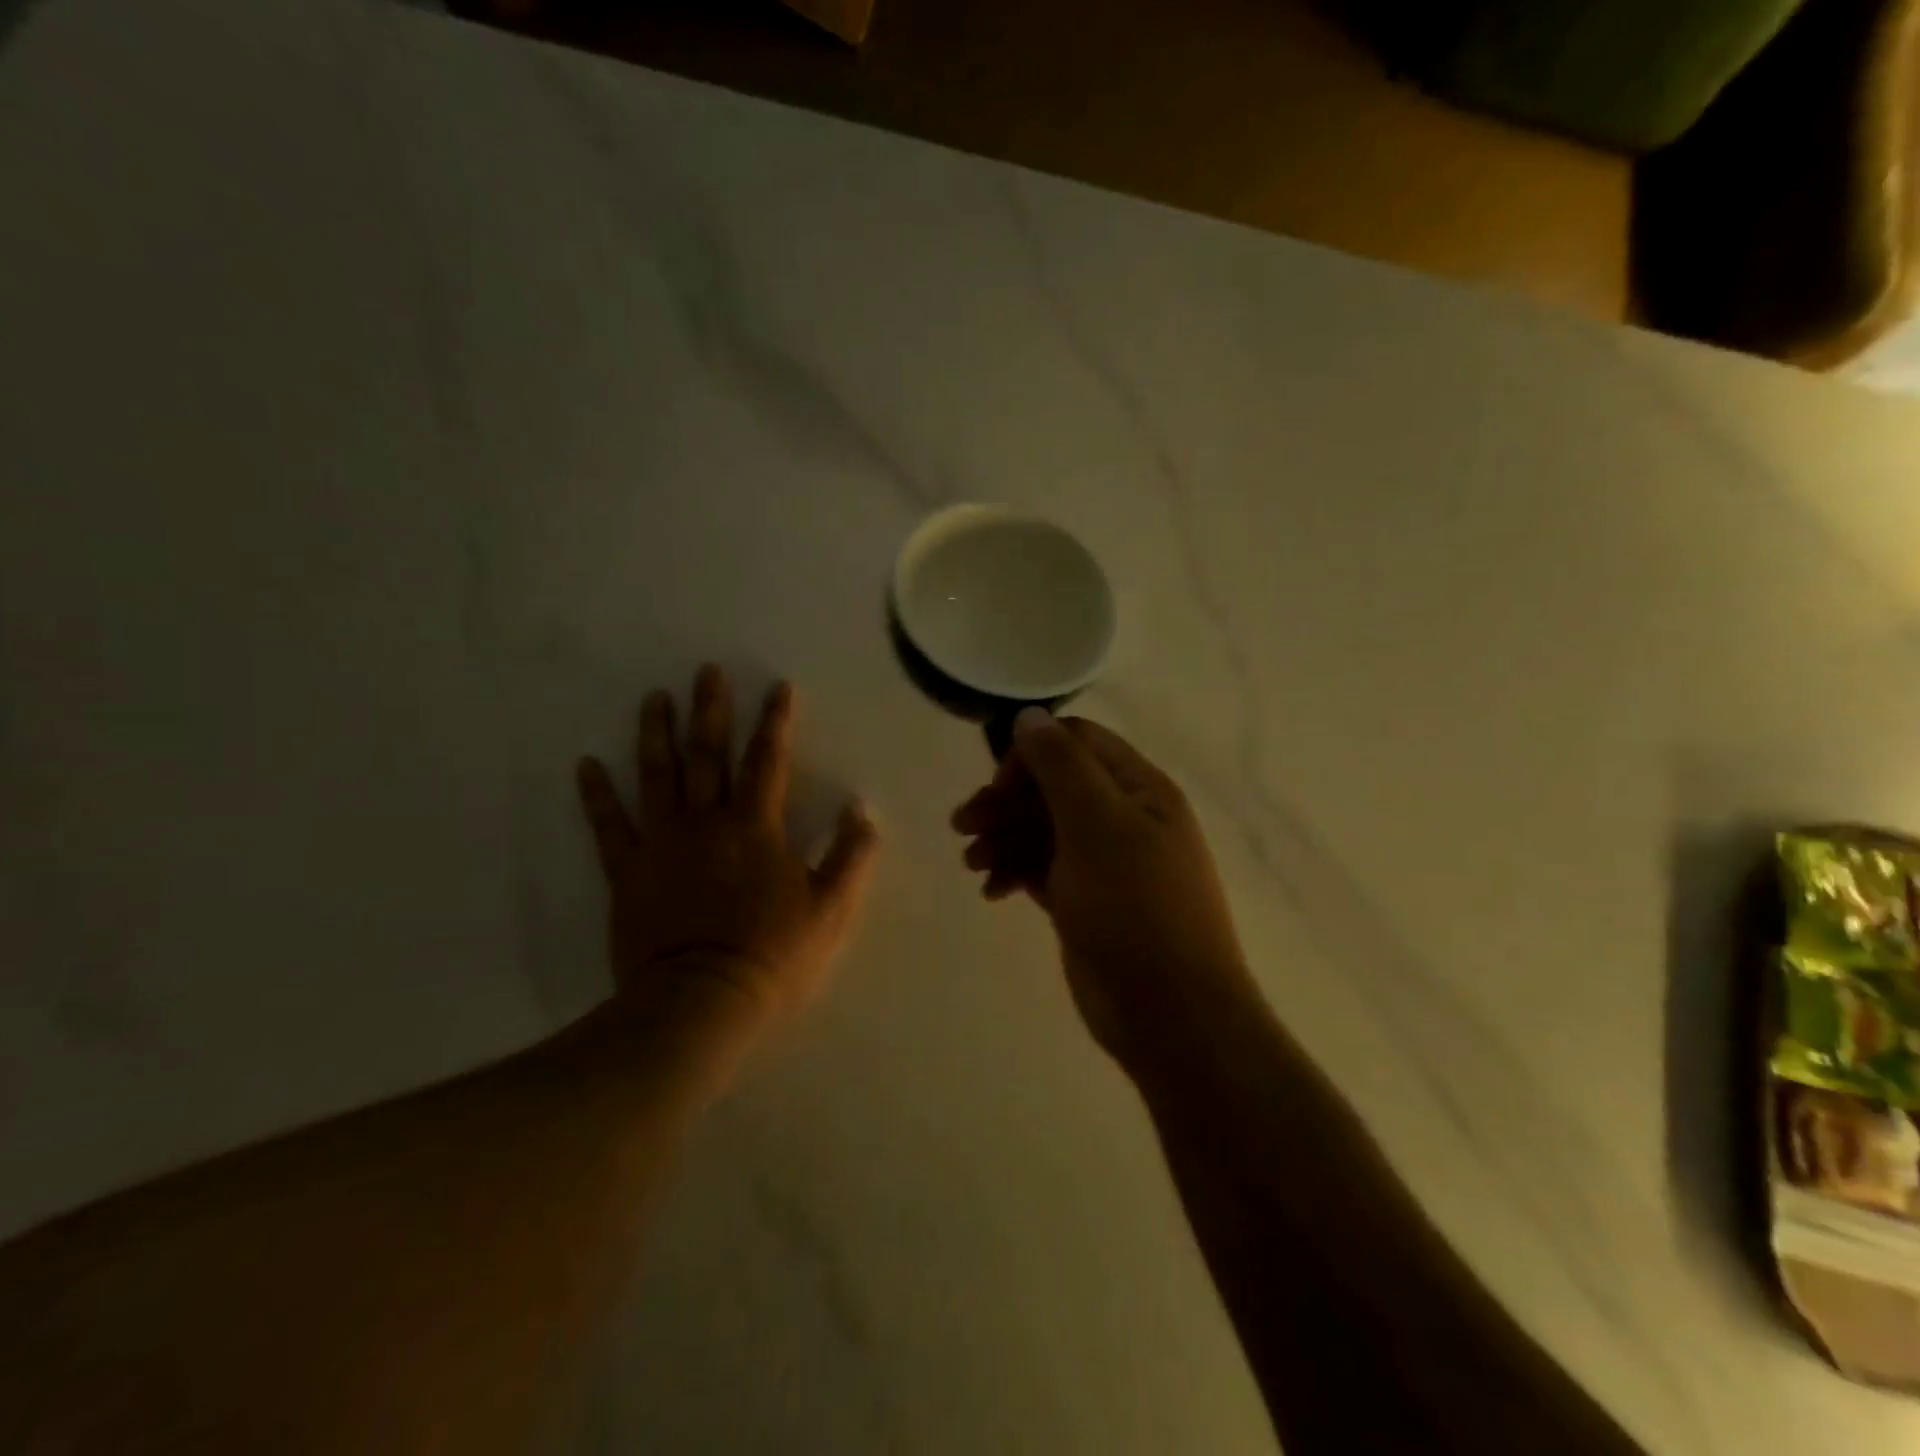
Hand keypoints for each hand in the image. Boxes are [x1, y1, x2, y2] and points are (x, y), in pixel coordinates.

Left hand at [576, 665, 879, 1035]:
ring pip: (657, 776)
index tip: (778, 687)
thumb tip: (860, 811)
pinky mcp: (628, 872)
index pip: (768, 761)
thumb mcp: (830, 910)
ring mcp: (662, 843)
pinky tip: (586, 765)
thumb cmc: (772, 956)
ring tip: (654, 699)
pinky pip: (609, 826)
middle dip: (710, 709)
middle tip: (705, 671)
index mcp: (757, 828)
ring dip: (656, 734)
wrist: (700, 1003)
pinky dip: (596, 795)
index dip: (775, 722)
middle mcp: (707, 822)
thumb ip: (849, 857)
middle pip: (708, 754)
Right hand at [953, 710, 1254, 1068]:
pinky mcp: (1085, 900)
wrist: (1169, 1012)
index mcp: (1139, 788)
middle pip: (1053, 786)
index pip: (1077, 742)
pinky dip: (1014, 871)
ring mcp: (1105, 861)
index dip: (1032, 754)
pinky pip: (1042, 868)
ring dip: (1003, 837)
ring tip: (973, 862)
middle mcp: (1124, 816)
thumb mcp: (1097, 824)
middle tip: (963, 824)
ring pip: (1042, 828)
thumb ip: (1061, 765)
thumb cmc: (1135, 907)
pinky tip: (991, 891)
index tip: (999, 784)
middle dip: (1006, 800)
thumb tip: (1028, 715)